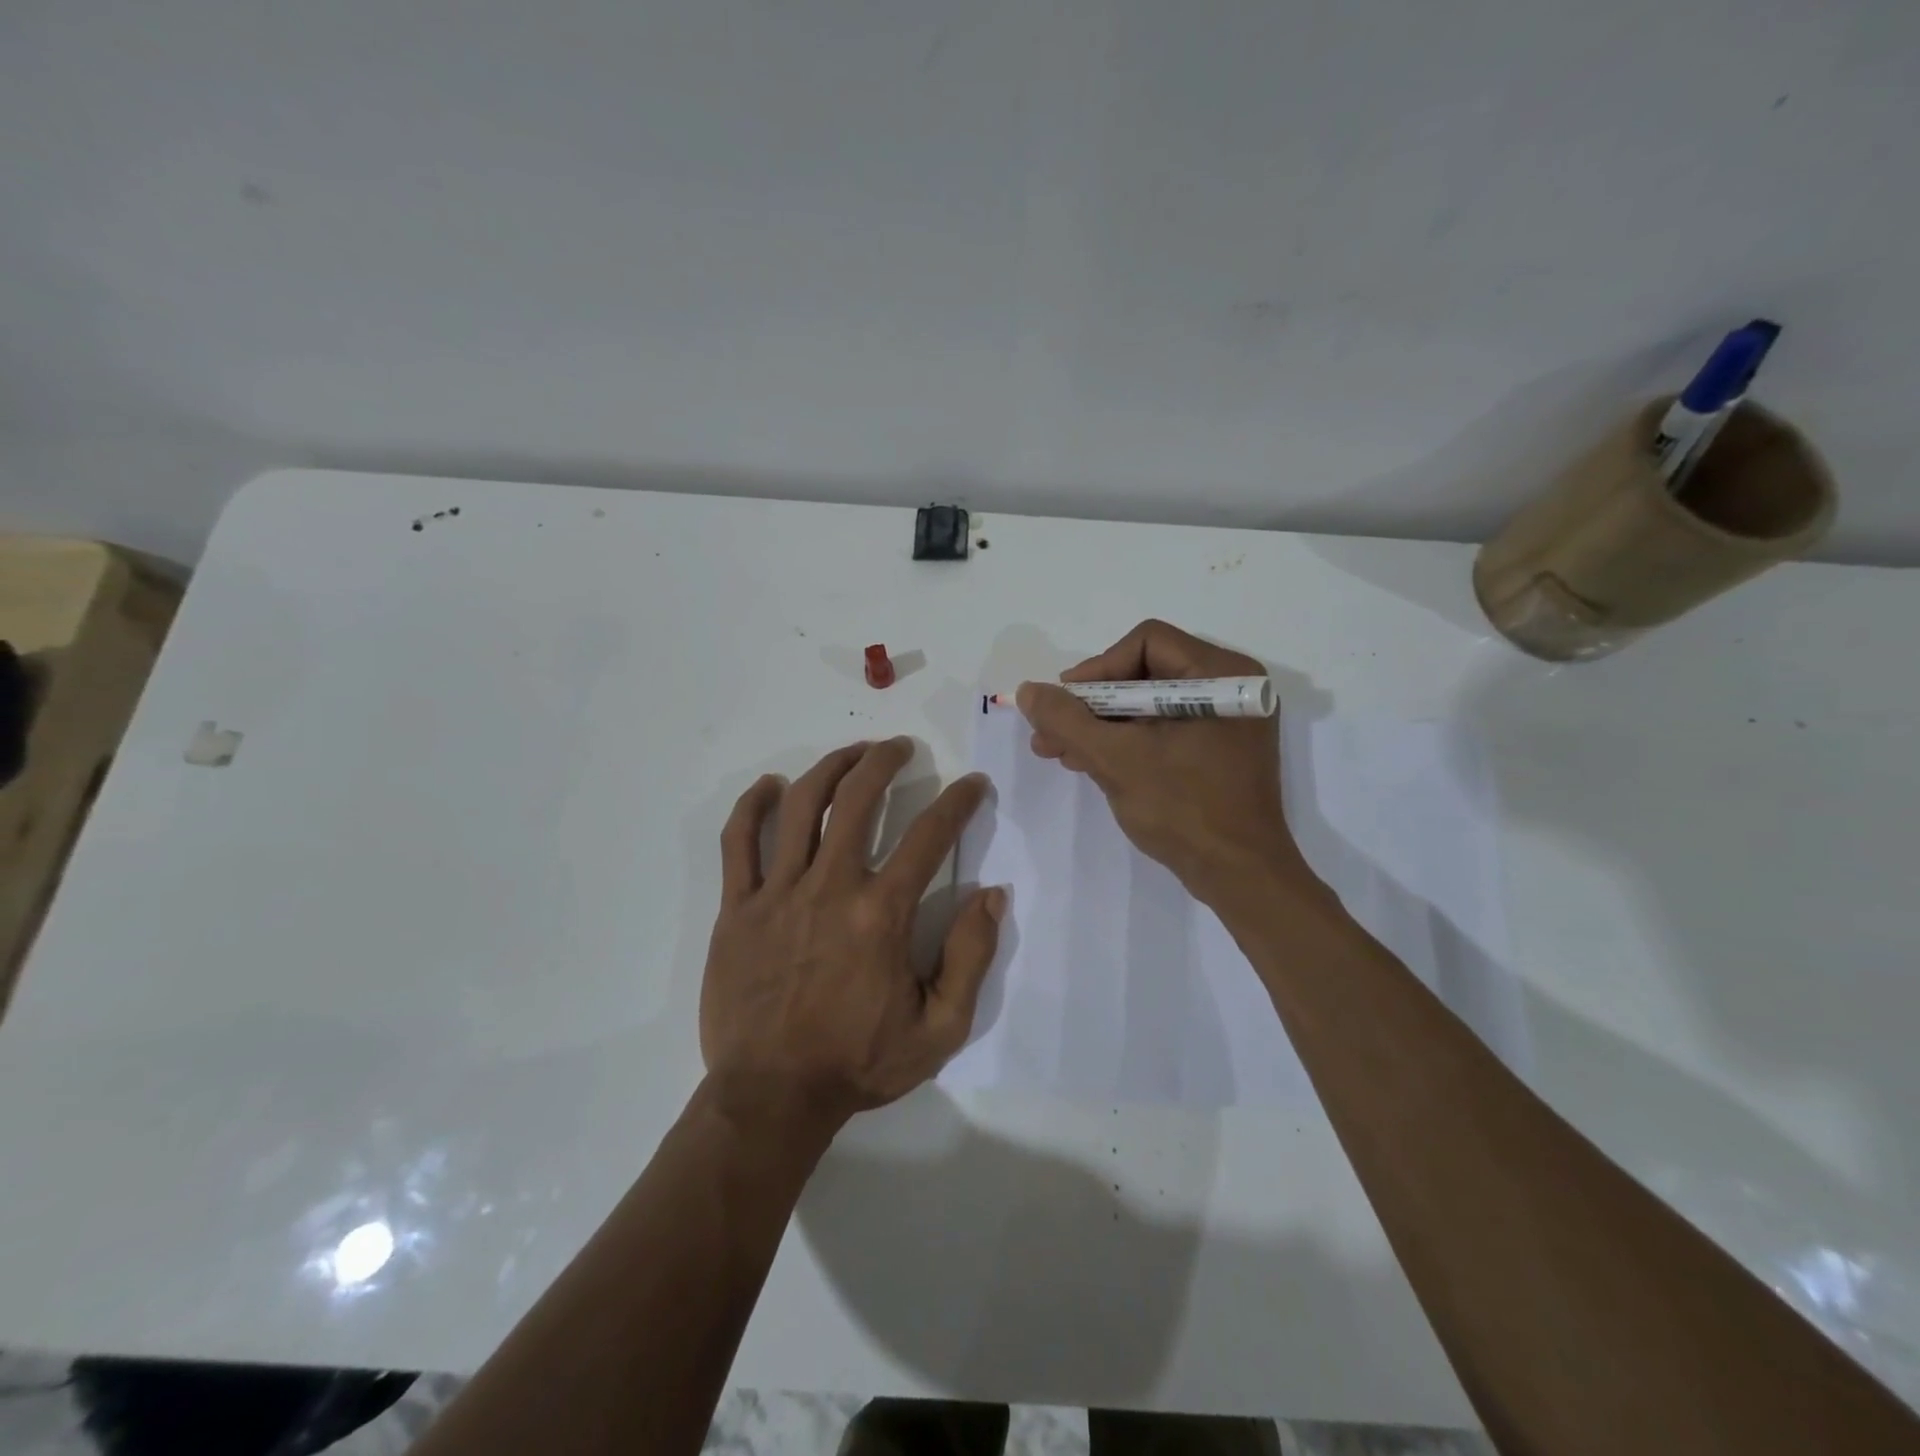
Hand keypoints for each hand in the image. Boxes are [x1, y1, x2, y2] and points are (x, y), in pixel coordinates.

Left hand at [699, 737, 1004, 1136]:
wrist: (772, 1097)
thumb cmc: (859, 1063)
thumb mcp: (940, 1028)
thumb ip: (972, 957)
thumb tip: (992, 895)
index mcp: (881, 914)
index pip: (929, 837)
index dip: (958, 802)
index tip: (972, 784)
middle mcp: (830, 888)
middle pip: (857, 801)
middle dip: (884, 762)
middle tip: (900, 748)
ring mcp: (777, 894)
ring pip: (800, 807)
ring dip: (829, 768)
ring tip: (851, 753)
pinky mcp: (737, 908)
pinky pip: (738, 842)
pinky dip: (752, 806)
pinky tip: (770, 785)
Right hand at [1017, 619, 1311, 903]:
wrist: (1240, 878)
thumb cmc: (1184, 810)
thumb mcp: (1116, 759)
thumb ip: (1067, 720)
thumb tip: (1029, 691)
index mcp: (1222, 675)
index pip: (1146, 642)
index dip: (1097, 669)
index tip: (1064, 704)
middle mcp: (1229, 688)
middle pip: (1144, 673)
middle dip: (1090, 705)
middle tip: (1049, 732)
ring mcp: (1225, 722)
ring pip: (1147, 706)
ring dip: (1100, 726)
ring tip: (1057, 751)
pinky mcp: (1216, 751)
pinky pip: (1161, 731)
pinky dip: (1124, 743)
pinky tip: (1087, 761)